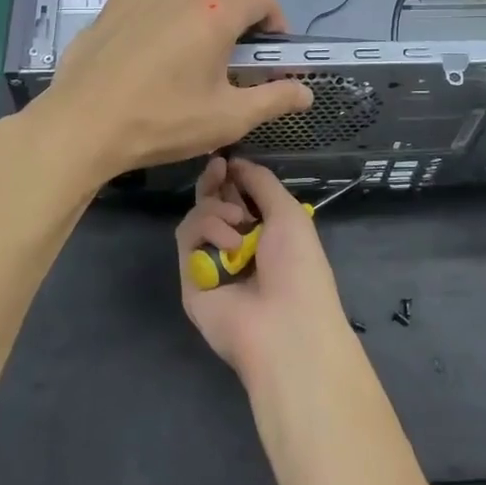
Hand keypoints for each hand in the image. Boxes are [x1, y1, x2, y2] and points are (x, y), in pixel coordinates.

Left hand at [35, 0, 313, 179]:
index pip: (261, 1)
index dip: (276, 22)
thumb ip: (273, 100)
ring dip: (208, 11)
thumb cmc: (161, 122)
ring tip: (208, 38)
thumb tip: (306, 91)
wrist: (84, 127)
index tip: (274, 51)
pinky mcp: (116, 5)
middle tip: (236, 67)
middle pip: (227, 1)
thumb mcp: (227, 119)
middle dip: (242, 28)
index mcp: (216, 18)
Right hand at [179, 157, 348, 382]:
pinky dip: (207, 230)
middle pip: (212, 203)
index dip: (232, 177)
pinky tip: (229, 243)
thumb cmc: (298, 266)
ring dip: (216, 210)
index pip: (239, 197)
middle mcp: (236, 246)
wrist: (284, 324)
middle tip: (217, 169)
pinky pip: (187, 238)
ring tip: (238, 223)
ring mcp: (211, 262)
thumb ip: (261, 182)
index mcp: (265, 233)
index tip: (226, 160)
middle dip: (214, 183)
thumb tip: (236, 162)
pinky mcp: (189, 278)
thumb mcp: (288, 213)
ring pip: (197, 216)